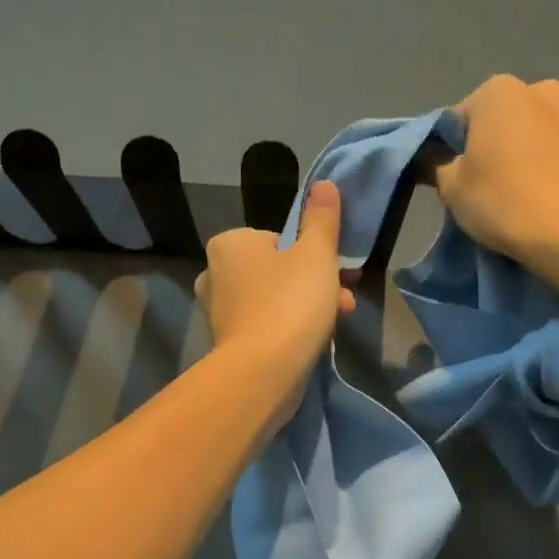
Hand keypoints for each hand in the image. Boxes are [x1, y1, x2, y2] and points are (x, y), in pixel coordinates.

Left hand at [195, 181, 355, 426]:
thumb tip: (323, 184)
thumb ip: (321, 219)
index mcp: (230, 244)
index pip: (279, 239)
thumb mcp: (316, 254)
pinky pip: (267, 326)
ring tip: (337, 323)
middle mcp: (215, 274)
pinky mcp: (227, 344)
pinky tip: (315, 342)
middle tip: (343, 300)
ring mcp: (219, 312)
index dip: (312, 254)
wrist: (263, 373)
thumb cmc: (290, 303)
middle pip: (278, 270)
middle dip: (315, 283)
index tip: (334, 272)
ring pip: (274, 299)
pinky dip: (289, 329)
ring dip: (308, 306)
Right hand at [433, 75, 558, 264]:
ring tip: (523, 198)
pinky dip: (558, 173)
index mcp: (500, 92)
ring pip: (540, 137)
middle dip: (496, 145)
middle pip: (506, 120)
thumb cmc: (503, 201)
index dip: (451, 149)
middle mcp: (543, 93)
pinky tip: (552, 204)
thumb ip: (437, 166)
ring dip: (530, 156)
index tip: (452, 178)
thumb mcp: (451, 188)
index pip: (460, 117)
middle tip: (487, 186)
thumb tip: (437, 160)